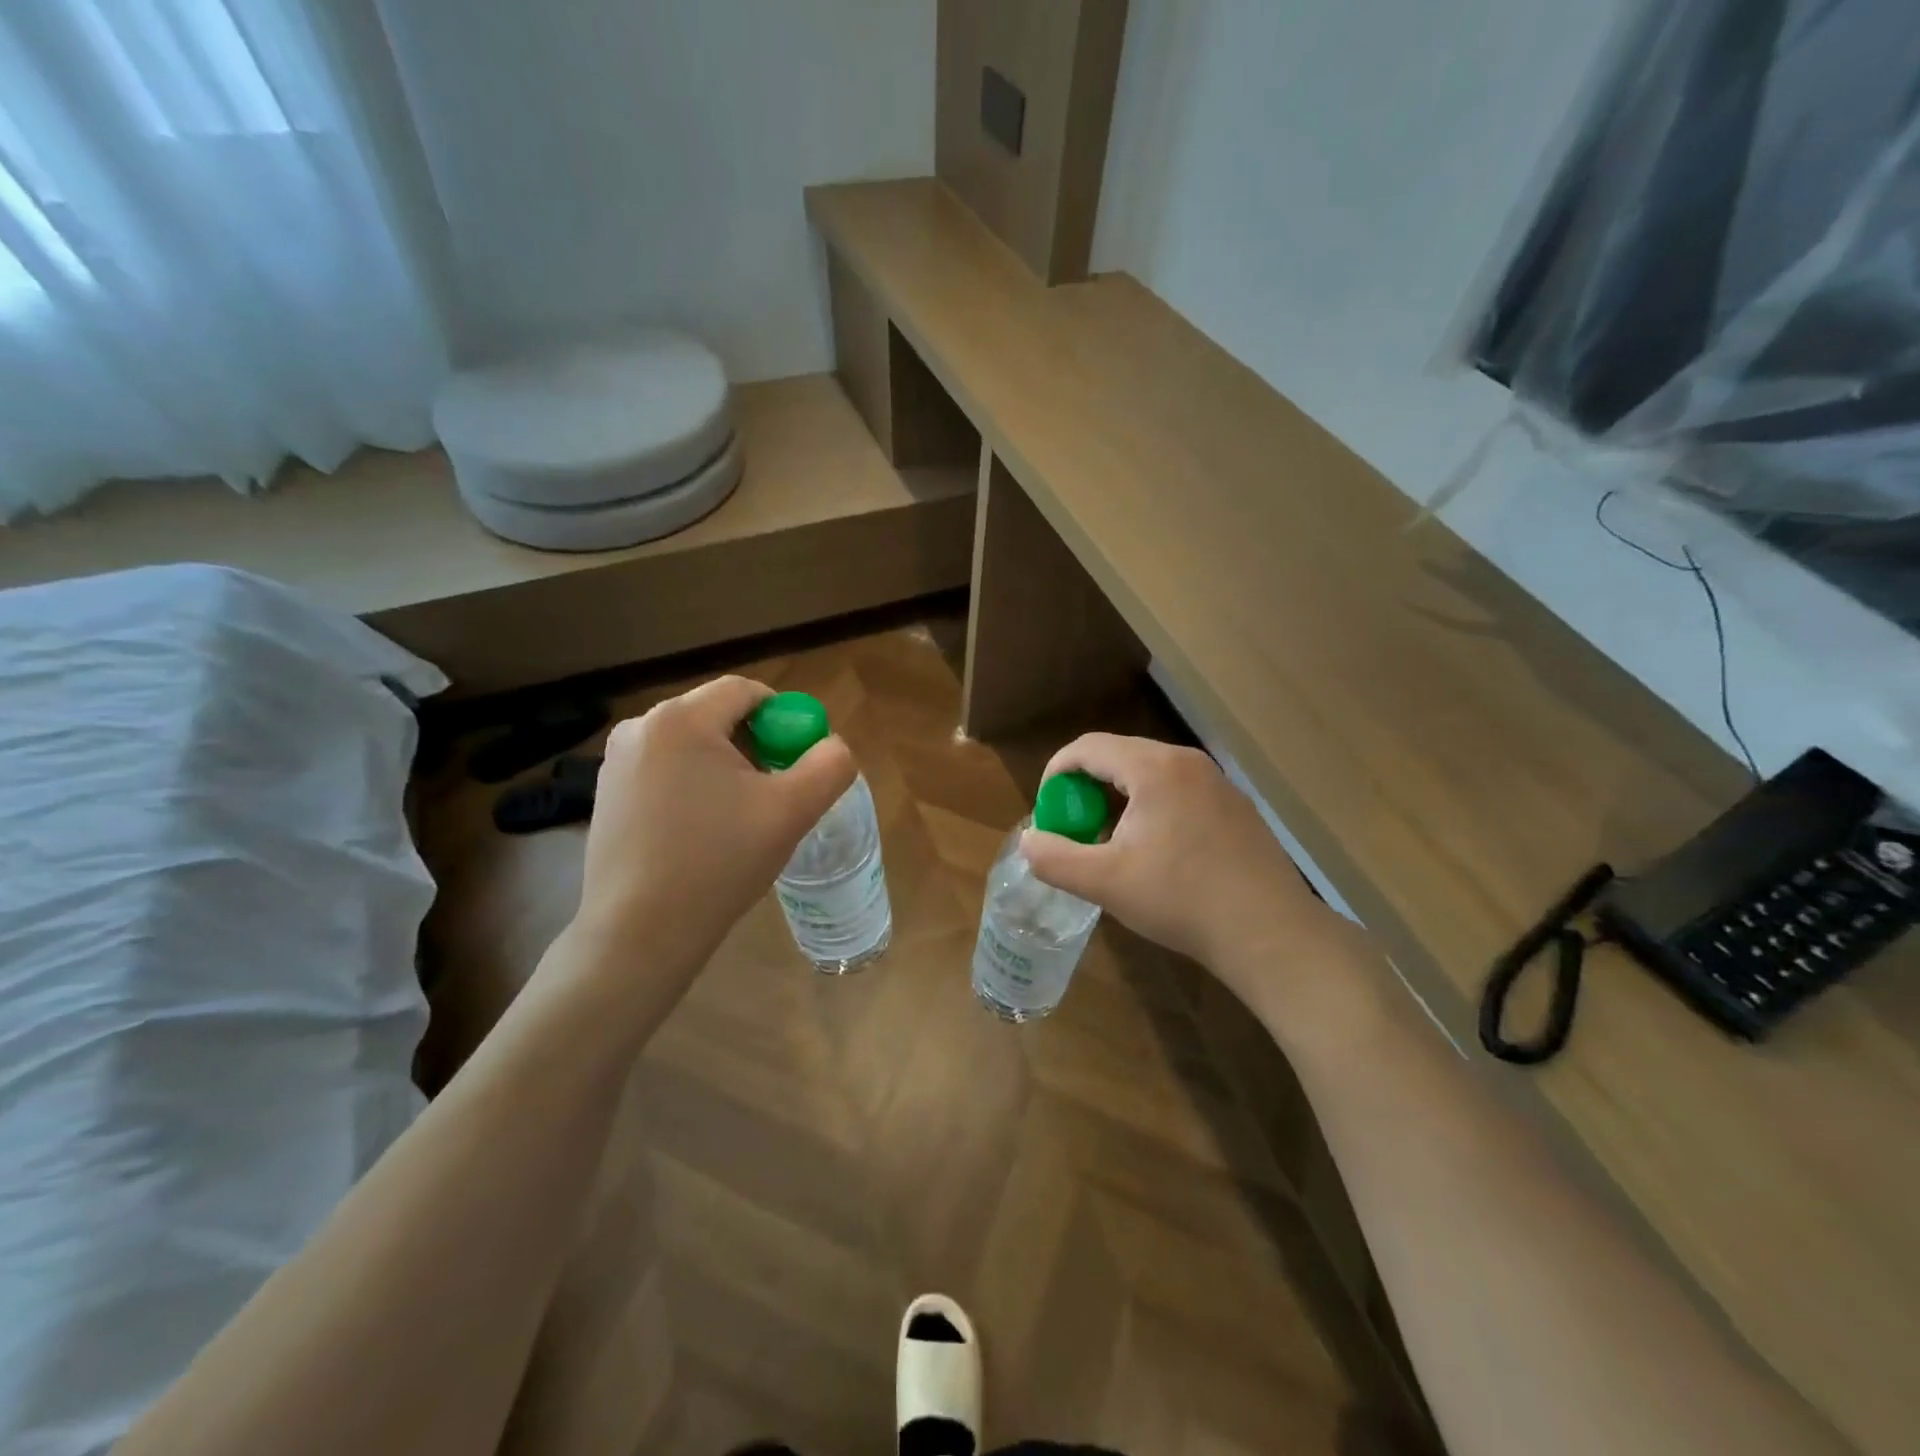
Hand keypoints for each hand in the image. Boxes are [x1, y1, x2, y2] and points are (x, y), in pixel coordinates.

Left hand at [566, 675, 855, 983]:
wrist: (639, 934)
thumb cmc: (718, 863)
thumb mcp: (792, 811)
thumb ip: (829, 766)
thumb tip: (832, 745)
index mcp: (681, 720)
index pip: (744, 692)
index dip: (782, 717)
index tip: (796, 760)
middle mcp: (640, 728)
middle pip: (717, 716)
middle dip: (754, 746)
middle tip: (773, 793)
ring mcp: (616, 764)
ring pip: (691, 746)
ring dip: (724, 769)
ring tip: (738, 820)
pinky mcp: (607, 796)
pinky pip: (665, 772)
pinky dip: (693, 788)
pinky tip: (701, 834)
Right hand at [1020, 734, 1370, 1015]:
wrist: (1270, 933)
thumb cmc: (1181, 900)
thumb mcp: (1104, 882)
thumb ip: (1054, 858)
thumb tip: (1028, 840)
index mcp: (1155, 767)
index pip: (1088, 747)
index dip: (1057, 773)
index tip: (1047, 811)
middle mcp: (1188, 762)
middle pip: (1119, 756)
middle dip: (1087, 788)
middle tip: (1076, 829)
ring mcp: (1218, 783)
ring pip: (1150, 774)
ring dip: (1119, 799)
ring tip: (1112, 843)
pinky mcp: (1236, 808)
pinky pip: (1179, 792)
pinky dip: (1152, 808)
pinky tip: (1157, 853)